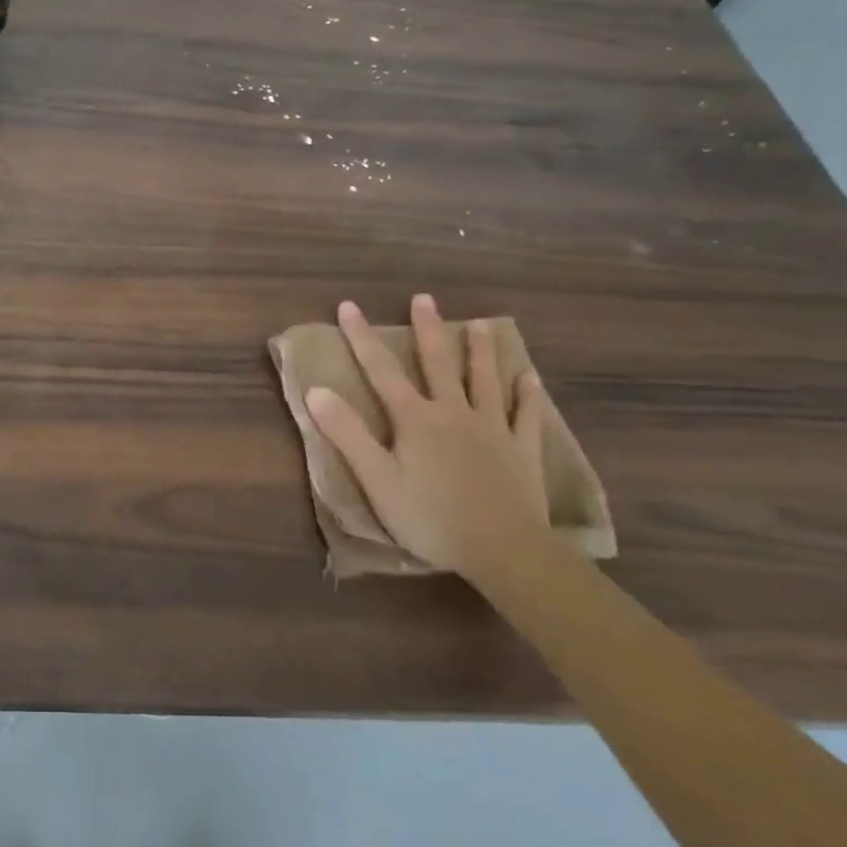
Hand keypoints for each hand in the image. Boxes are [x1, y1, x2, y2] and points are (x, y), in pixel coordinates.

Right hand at [305, 294, 549, 577]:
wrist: (502, 548)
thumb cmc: (430, 516)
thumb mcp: (376, 479)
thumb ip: (347, 433)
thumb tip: (316, 390)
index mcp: (415, 419)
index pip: (381, 370)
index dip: (362, 337)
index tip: (349, 306)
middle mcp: (453, 412)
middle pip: (437, 364)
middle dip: (427, 329)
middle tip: (424, 299)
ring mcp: (492, 428)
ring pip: (483, 380)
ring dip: (479, 351)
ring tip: (479, 324)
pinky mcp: (522, 449)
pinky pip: (526, 415)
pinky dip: (527, 395)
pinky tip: (530, 378)